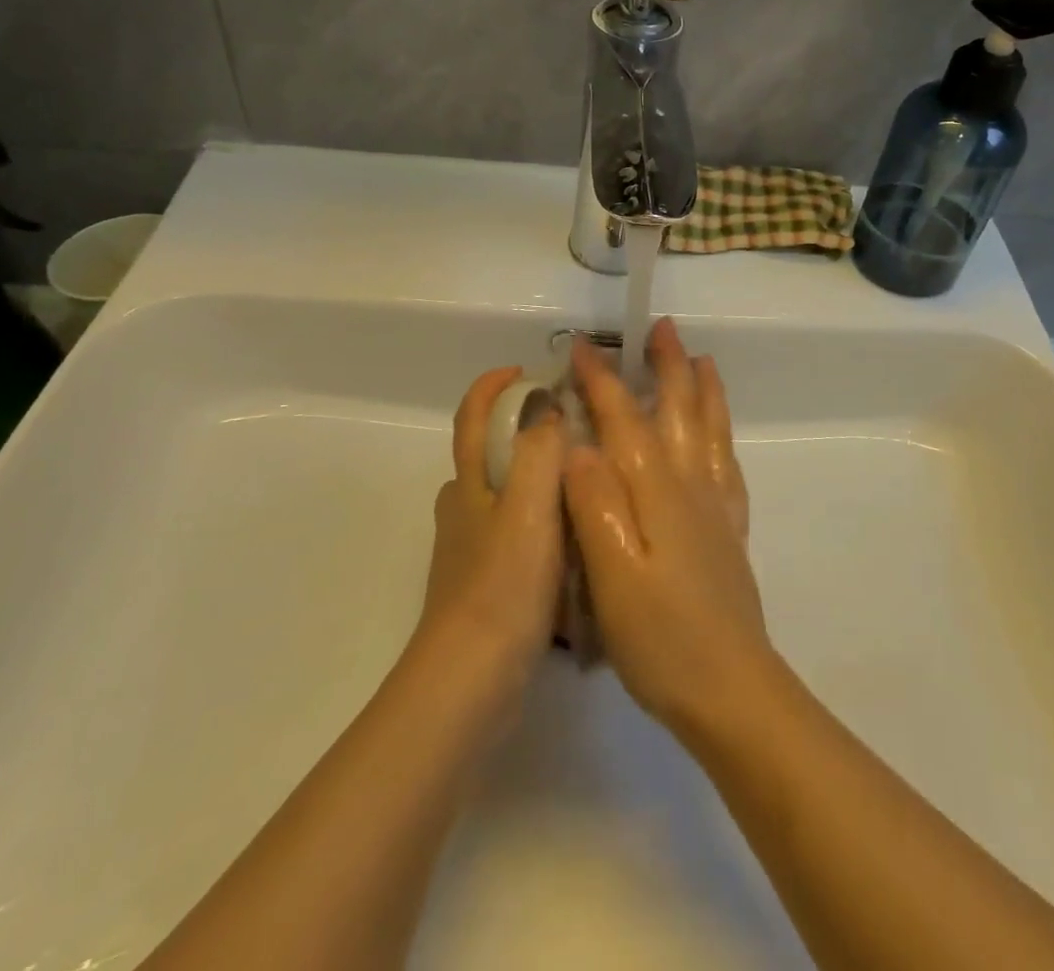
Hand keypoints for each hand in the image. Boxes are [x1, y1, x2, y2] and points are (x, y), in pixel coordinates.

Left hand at [414, 366, 567, 692]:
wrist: (472, 682)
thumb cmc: (503, 586)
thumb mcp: (529, 507)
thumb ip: (539, 451)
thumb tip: (549, 405)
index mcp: (469, 484)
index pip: (472, 417)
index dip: (493, 386)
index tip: (528, 371)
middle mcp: (464, 510)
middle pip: (489, 455)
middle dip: (524, 433)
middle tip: (577, 431)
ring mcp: (472, 551)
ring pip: (507, 498)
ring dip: (539, 481)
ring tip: (589, 484)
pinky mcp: (486, 586)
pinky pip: (518, 537)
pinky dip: (543, 525)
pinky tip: (578, 543)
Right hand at [563, 318, 772, 732]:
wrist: (731, 690)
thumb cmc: (661, 639)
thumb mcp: (611, 576)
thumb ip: (594, 506)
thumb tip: (578, 444)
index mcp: (656, 491)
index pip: (624, 420)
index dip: (602, 380)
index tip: (581, 347)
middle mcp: (690, 485)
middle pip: (679, 409)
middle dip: (667, 365)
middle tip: (660, 327)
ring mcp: (716, 506)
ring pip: (710, 428)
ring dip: (701, 388)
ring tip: (700, 359)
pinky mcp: (729, 530)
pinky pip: (728, 463)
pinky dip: (723, 434)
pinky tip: (718, 434)